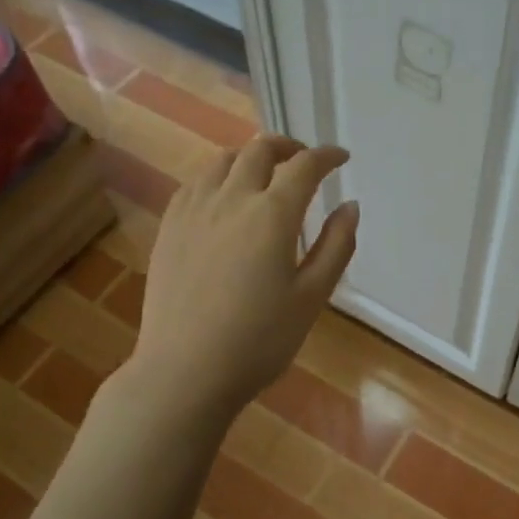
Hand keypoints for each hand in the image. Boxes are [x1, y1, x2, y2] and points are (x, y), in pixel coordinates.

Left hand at [128, 135, 357, 418]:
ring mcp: (194, 210)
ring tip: (264, 173)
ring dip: (250, 157)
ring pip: (222, 161)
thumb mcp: (312, 297)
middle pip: (260, 150)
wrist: (185, 371)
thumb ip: (336, 246)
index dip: (326, 156)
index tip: (341, 157)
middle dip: (288, 147)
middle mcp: (231, 199)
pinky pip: (195, 183)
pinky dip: (218, 176)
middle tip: (303, 161)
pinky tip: (222, 197)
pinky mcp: (169, 227)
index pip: (304, 166)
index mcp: (272, 214)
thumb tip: (350, 206)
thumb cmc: (259, 340)